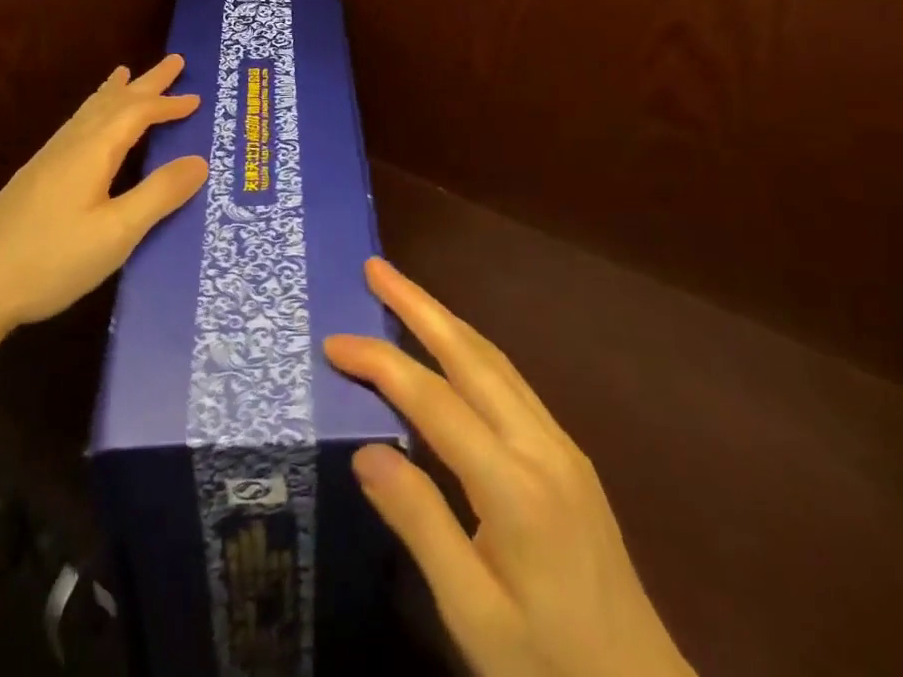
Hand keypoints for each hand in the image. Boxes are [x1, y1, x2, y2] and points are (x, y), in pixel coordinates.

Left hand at [0, 54, 206, 334]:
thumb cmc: (51, 259)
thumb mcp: (117, 232)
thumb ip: (159, 194)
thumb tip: (199, 160)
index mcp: (93, 151)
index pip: (138, 114)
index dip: (168, 104)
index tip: (197, 98)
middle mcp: (71, 144)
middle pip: (114, 102)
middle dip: (147, 83)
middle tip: (174, 61)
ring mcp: (49, 159)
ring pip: (90, 111)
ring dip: (117, 92)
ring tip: (126, 74)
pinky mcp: (37, 176)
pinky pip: (77, 125)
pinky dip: (95, 111)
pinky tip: (88, 125)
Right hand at [325, 259, 694, 676]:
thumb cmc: (550, 666)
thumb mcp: (475, 618)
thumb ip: (421, 527)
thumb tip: (365, 449)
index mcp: (514, 487)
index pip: (432, 400)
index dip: (380, 363)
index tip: (334, 342)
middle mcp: (540, 445)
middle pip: (470, 354)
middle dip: (418, 304)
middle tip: (375, 266)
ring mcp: (560, 445)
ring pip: (494, 360)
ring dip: (445, 319)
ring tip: (404, 291)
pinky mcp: (569, 456)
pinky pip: (510, 381)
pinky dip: (470, 349)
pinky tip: (452, 348)